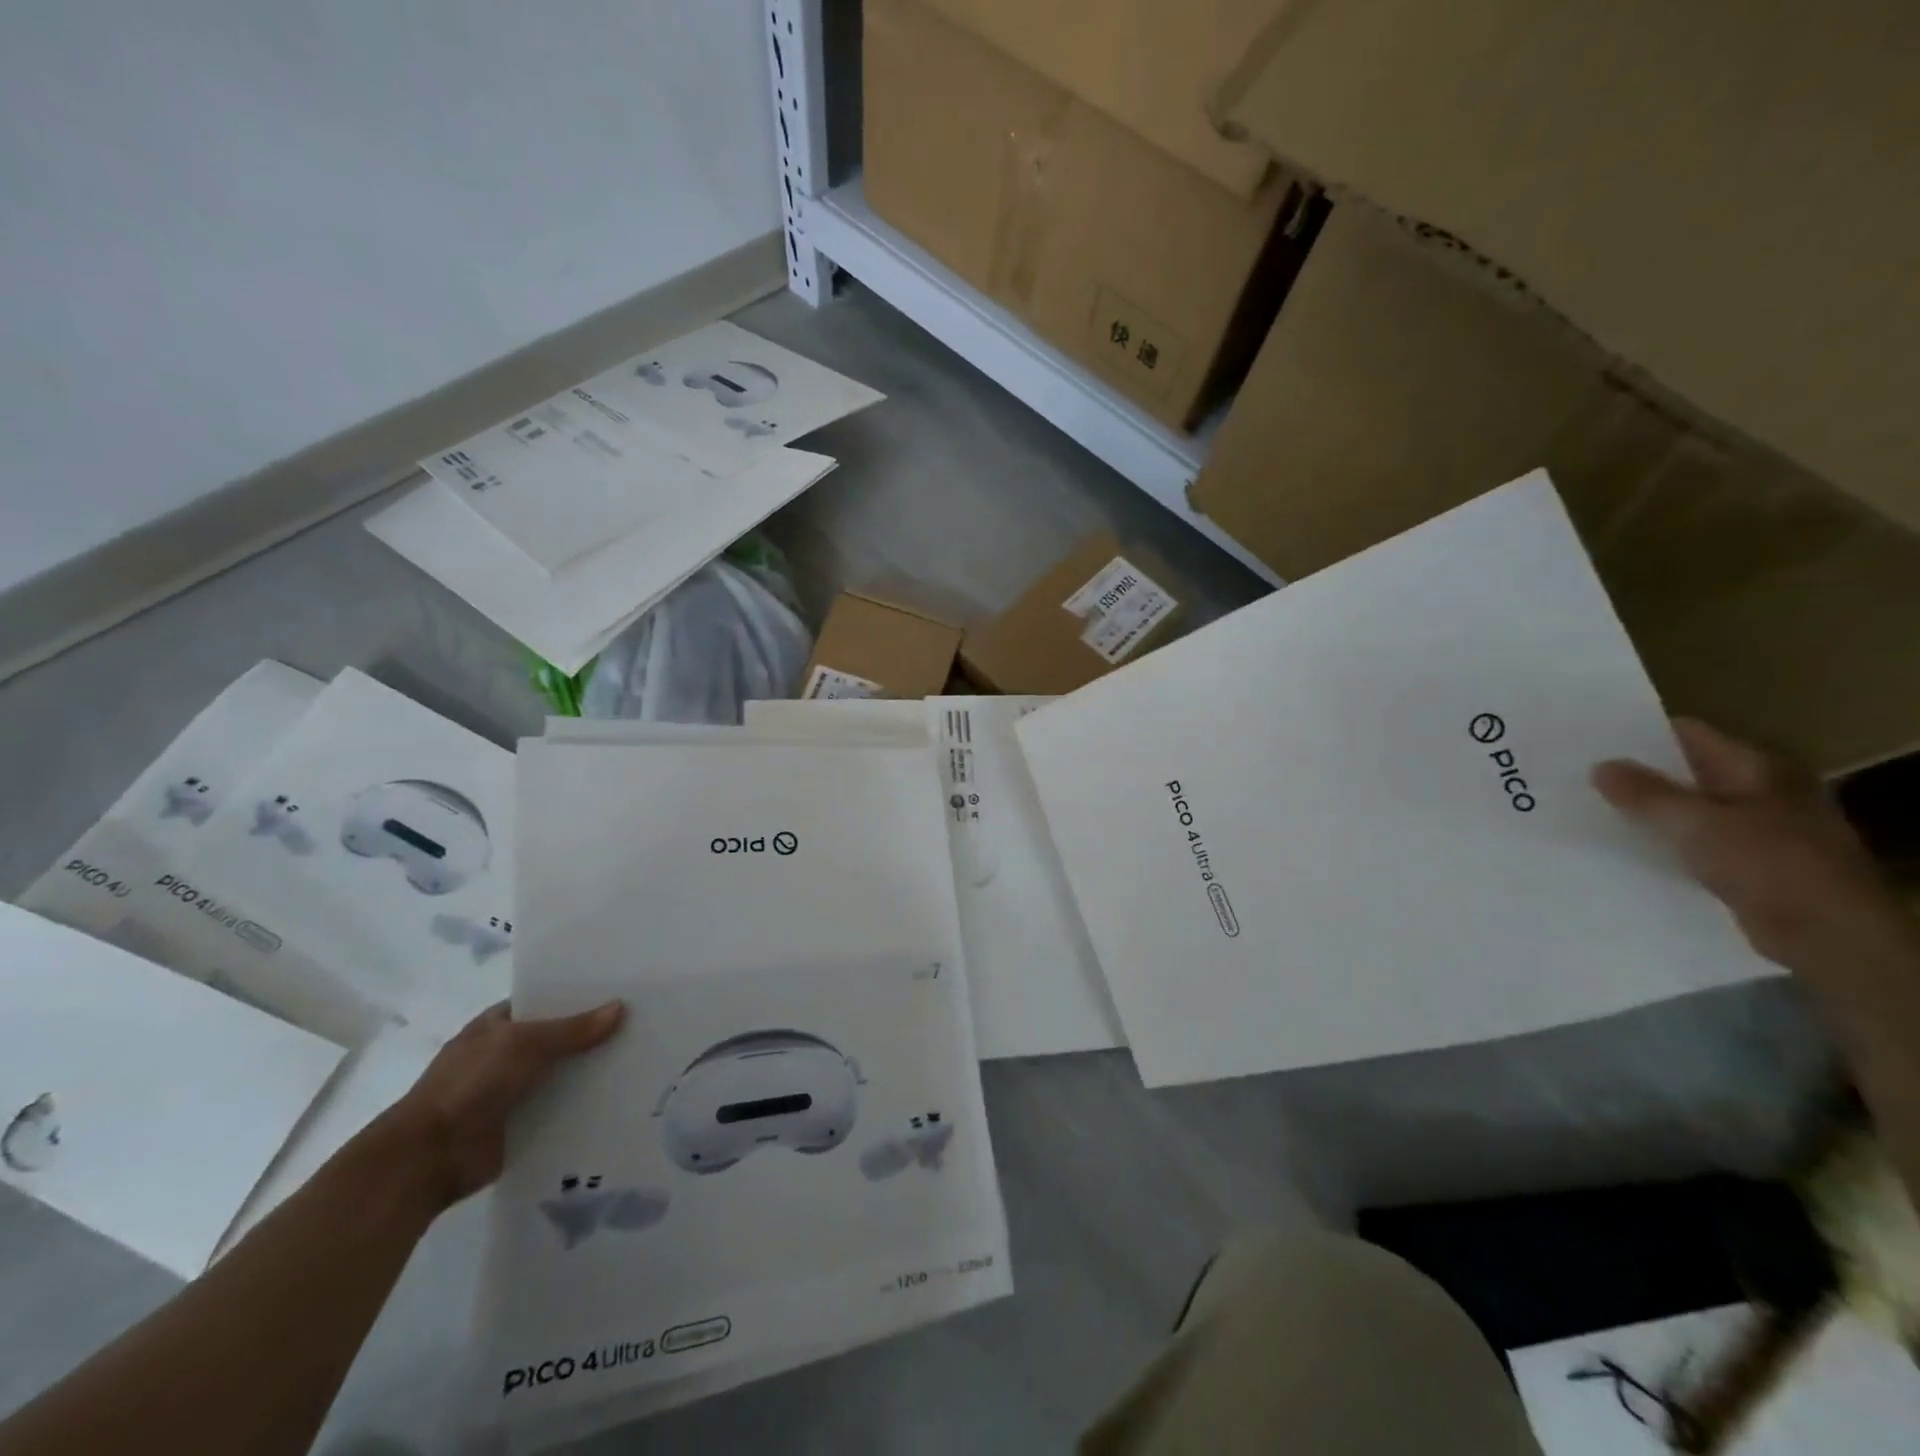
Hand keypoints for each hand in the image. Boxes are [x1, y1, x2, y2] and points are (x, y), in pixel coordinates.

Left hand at [374, 1001, 624, 1212]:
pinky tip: (624, 1096)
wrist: (428, 1158)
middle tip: (647, 1022)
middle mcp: (508, 1053)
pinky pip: (564, 1108)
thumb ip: (573, 1029)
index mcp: (500, 1024)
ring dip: (595, 1070)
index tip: (624, 988)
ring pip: (566, 1073)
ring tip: (645, 1058)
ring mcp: (516, 1090)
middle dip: (597, 1033)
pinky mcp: (524, 1124)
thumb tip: (620, 1007)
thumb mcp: (524, 1045)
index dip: (582, 994)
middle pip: (562, 1037)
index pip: (548, 1000)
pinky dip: (587, 1104)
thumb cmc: (470, 1085)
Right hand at [1593, 718, 1907, 972]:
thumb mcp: (1693, 822)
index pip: (1687, 735)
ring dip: (1649, 813)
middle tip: (1581, 779)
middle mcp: (1761, 791)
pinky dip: (1666, 843)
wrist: (1828, 935)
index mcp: (1757, 768)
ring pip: (1688, 810)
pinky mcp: (1751, 863)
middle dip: (1637, 776)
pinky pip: (1696, 843)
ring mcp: (1760, 828)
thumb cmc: (1766, 864)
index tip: (1591, 743)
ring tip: (1593, 812)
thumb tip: (1601, 766)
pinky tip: (1629, 849)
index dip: (1638, 736)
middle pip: (1686, 772)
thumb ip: (1643, 793)